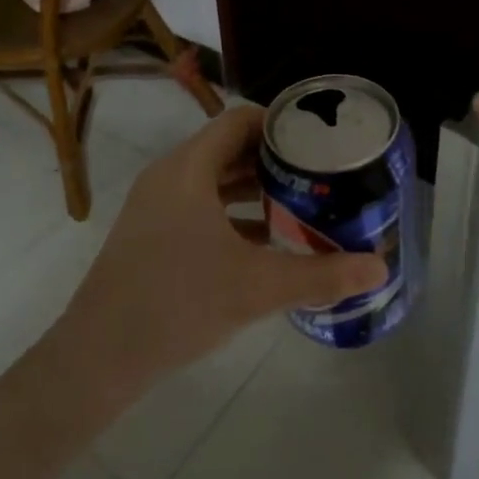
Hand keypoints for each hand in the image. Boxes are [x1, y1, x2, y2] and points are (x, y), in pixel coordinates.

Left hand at [54, 105, 386, 391]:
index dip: (280, 123)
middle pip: (228, 148)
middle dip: (274, 158)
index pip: (239, 121)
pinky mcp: (151, 234)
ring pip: (213, 180)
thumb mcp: (257, 287)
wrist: (98, 357)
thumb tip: (380, 267)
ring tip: (300, 202)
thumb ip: (321, 275)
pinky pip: (199, 206)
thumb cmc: (178, 304)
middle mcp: (169, 176)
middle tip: (319, 172)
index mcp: (189, 169)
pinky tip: (265, 241)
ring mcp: (155, 206)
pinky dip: (232, 212)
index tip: (319, 138)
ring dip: (254, 188)